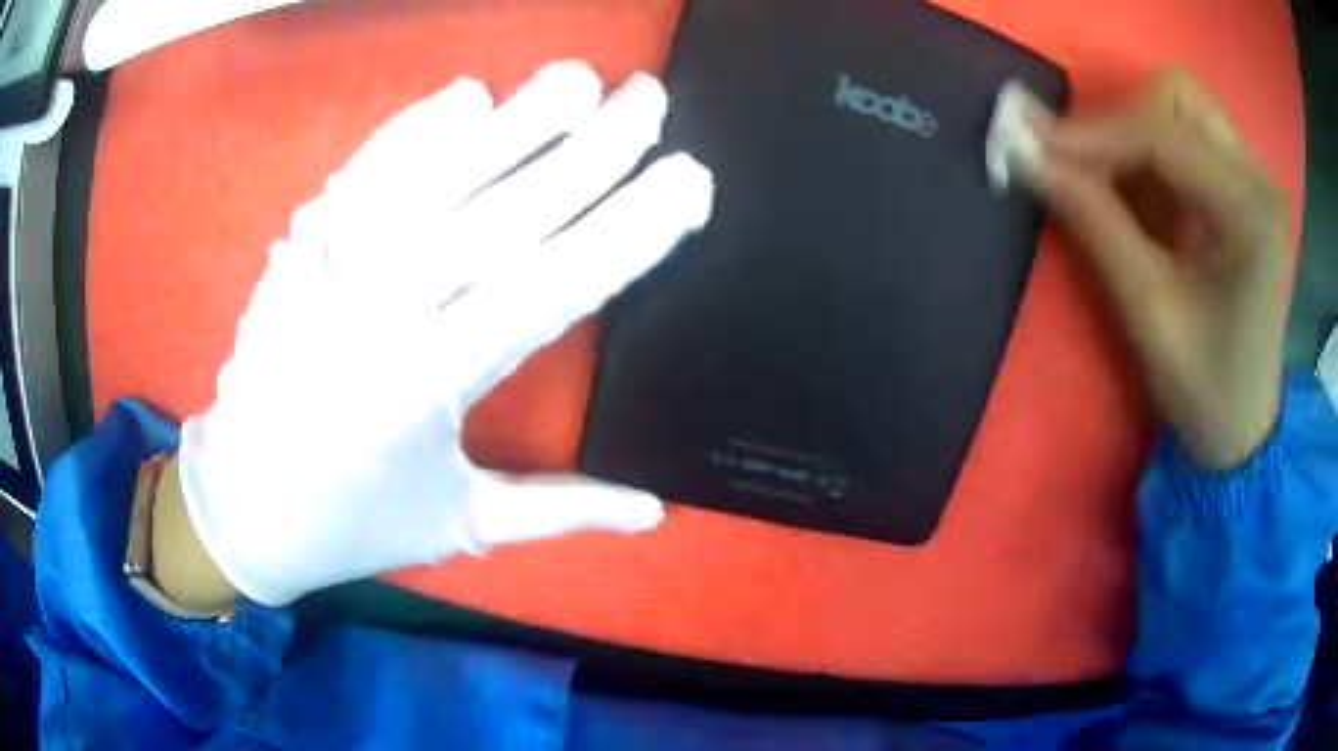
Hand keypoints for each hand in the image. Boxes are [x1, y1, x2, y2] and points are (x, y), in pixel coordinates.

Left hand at [176, 62, 713, 605]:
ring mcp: (329, 268)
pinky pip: (362, 174)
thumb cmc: (352, 520)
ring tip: (576, 78)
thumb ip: (560, 511)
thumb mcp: (458, 523)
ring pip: (433, 175)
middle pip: (502, 213)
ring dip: (511, 120)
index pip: (552, 287)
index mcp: (428, 387)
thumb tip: (655, 511)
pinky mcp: (299, 250)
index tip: (689, 181)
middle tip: (649, 98)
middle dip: (590, 149)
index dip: (629, 231)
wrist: (243, 503)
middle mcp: (379, 314)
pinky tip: (465, 93)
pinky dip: (412, 129)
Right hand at [1023, 71, 1291, 468]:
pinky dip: (1148, 144)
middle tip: (1081, 165)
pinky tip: (1136, 186)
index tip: (1032, 147)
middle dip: (1121, 120)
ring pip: (1180, 102)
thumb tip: (1025, 155)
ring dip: (1133, 127)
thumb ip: (1095, 225)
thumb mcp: (1149, 316)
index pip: (1165, 136)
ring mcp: (1253, 174)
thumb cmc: (1206, 388)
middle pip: (1178, 95)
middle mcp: (1258, 176)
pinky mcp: (1241, 181)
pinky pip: (1186, 128)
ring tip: (1108, 176)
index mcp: (1251, 215)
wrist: (1244, 421)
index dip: (1094, 134)